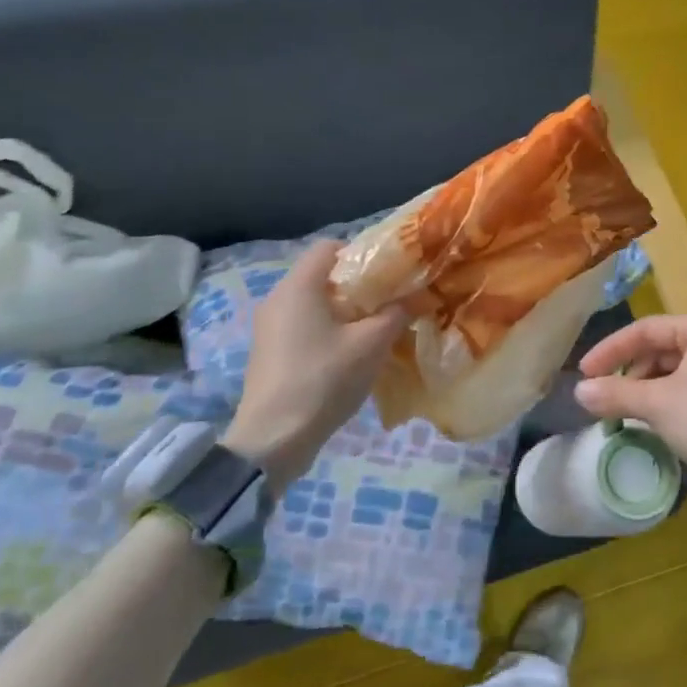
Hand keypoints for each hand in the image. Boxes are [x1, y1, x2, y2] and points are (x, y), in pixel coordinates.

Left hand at [224, 240, 407, 491]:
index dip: (362, 253)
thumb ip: (396, 313)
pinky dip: (328, 332)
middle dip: (358, 286)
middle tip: (390, 302)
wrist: (273, 439)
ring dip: (345, 312)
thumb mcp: (371, 344)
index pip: (329, 247)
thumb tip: (417, 297)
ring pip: (314, 304)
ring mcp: (269, 329)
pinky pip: (303, 327)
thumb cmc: (324, 378)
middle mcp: (278, 299)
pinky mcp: (269, 354)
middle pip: (322, 276)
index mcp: (299, 286)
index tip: (389, 273)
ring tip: (375, 331)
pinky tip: (350, 355)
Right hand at [573, 314, 686, 514]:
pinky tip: (651, 426)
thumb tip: (579, 391)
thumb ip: (616, 393)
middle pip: (661, 349)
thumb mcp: (658, 405)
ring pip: (674, 373)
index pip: (647, 328)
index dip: (611, 349)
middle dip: (630, 373)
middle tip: (603, 399)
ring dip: (646, 392)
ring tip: (623, 415)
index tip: (584, 374)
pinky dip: (666, 404)